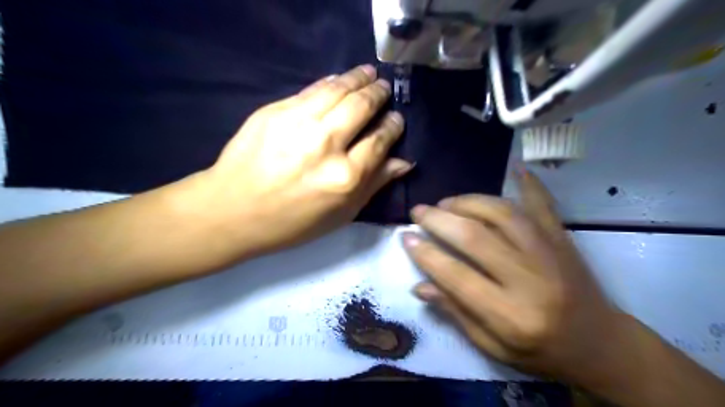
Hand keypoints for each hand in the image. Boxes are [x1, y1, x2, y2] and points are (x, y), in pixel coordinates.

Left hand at [195, 65, 409, 255]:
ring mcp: (298, 123)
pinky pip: (311, 90)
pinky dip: (330, 82)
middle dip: (378, 94)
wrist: (233, 210)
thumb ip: (374, 184)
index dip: (392, 126)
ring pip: (338, 89)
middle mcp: (326, 144)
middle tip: (384, 88)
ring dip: (358, 78)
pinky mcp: (275, 111)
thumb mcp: (341, 214)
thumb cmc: (292, 222)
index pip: (379, 140)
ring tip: (368, 73)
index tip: (396, 119)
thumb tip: (405, 162)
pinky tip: (338, 80)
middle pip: (361, 106)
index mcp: (345, 177)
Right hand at [403, 170, 629, 385]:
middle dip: (440, 220)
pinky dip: (531, 184)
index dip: (427, 254)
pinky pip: (545, 205)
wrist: (600, 345)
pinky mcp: (563, 239)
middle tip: (419, 211)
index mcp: (510, 316)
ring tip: (448, 203)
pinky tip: (517, 168)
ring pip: (503, 214)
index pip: (457, 276)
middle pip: (476, 238)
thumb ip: (456, 314)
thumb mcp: (493, 347)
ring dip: (470, 202)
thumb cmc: (540, 352)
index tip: (406, 237)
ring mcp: (550, 253)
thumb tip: (419, 286)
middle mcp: (530, 280)